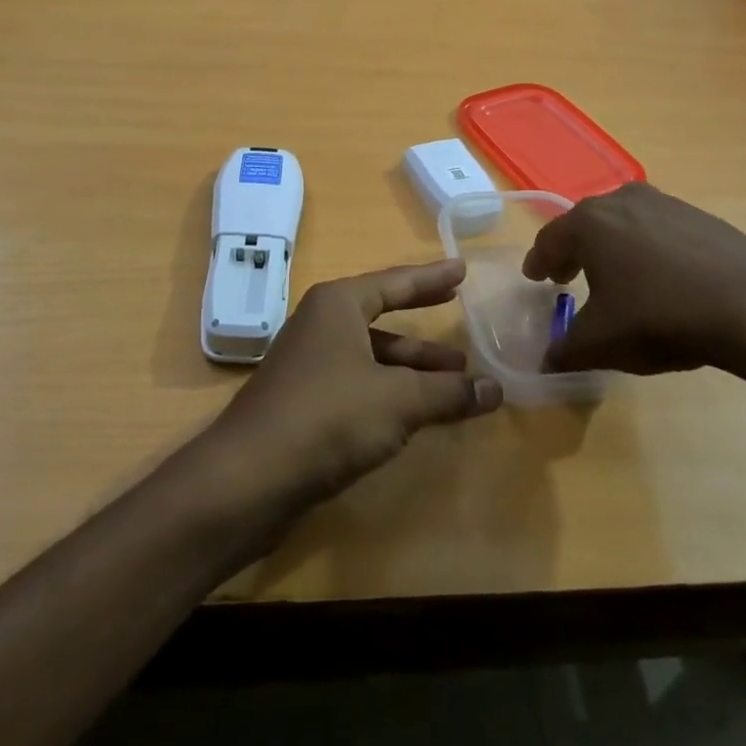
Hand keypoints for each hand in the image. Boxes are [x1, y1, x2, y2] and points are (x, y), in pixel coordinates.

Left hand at [209, 260, 502, 506]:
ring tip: (458, 379)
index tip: (461, 268)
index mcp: (338, 305)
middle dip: (423, 322)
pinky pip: (360, 384)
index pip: (394, 281)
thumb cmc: (328, 417)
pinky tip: (418, 411)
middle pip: (382, 315)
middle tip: (459, 312)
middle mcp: (321, 325)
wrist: (249, 477)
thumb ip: (448, 392)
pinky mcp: (305, 402)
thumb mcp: (398, 400)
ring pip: (372, 355)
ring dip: (412, 366)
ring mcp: (310, 364)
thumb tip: (496, 389)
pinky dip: (391, 391)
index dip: (431, 277)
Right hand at [523, 183, 745, 384]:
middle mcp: (622, 201)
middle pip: (585, 225)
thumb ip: (564, 350)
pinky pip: (658, 230)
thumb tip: (546, 360)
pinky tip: (660, 279)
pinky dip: (648, 249)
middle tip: (566, 276)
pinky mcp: (702, 217)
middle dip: (572, 251)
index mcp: (589, 223)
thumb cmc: (660, 319)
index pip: (549, 240)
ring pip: (623, 223)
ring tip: (615, 277)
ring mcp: (666, 204)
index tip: (535, 277)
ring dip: (611, 248)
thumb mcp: (600, 344)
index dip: (538, 262)